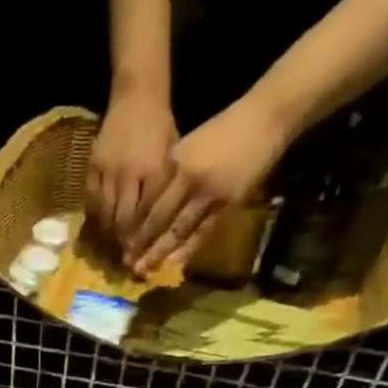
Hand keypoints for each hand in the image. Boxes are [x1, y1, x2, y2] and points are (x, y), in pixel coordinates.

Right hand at [87, 88, 178, 246]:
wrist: (137, 95)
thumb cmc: (160, 126)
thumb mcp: (172, 155)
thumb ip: (164, 189)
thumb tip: (161, 224)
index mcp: (152, 171)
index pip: (144, 215)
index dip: (140, 239)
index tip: (138, 257)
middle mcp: (128, 173)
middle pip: (121, 219)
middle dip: (122, 243)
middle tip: (122, 259)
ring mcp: (107, 169)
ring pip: (104, 212)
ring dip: (106, 234)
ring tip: (108, 249)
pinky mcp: (92, 165)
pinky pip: (91, 198)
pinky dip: (94, 216)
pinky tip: (97, 228)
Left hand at [124, 92, 293, 276]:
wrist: (265, 117)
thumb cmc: (227, 130)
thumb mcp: (191, 144)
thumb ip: (173, 173)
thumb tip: (153, 204)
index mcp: (174, 161)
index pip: (148, 199)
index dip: (134, 223)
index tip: (122, 241)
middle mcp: (186, 177)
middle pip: (158, 218)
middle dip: (141, 243)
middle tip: (126, 264)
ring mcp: (207, 192)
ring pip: (177, 229)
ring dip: (159, 252)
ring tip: (144, 270)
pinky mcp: (226, 203)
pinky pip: (201, 233)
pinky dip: (187, 250)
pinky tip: (174, 264)